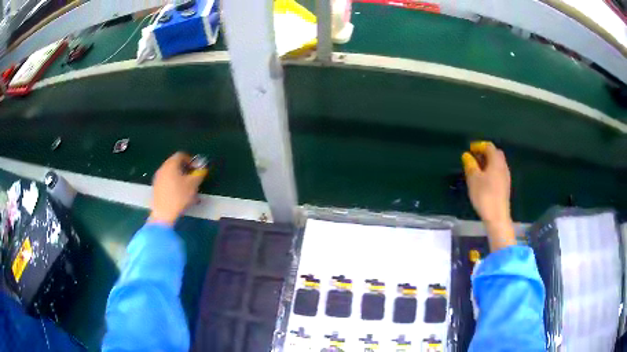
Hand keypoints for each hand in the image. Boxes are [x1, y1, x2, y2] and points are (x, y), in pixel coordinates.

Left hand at [149, 152, 207, 225]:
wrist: (163, 213)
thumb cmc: (179, 196)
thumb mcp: (193, 184)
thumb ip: (199, 173)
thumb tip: (202, 168)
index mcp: (171, 164)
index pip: (181, 155)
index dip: (191, 160)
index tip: (196, 169)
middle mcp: (163, 168)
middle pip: (175, 164)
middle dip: (185, 169)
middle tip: (192, 178)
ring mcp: (157, 178)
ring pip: (171, 173)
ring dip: (179, 177)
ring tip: (186, 188)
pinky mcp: (156, 188)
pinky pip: (166, 181)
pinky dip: (173, 184)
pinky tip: (178, 195)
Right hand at [462, 142, 515, 250]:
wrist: (497, 216)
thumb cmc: (485, 195)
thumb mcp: (473, 179)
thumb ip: (470, 165)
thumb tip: (467, 155)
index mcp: (496, 161)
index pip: (489, 147)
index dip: (479, 145)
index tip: (470, 149)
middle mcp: (503, 166)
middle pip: (495, 154)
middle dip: (485, 153)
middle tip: (474, 157)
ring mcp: (506, 177)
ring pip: (497, 164)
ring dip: (488, 162)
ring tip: (478, 169)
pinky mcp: (505, 186)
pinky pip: (498, 172)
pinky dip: (491, 171)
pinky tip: (484, 179)